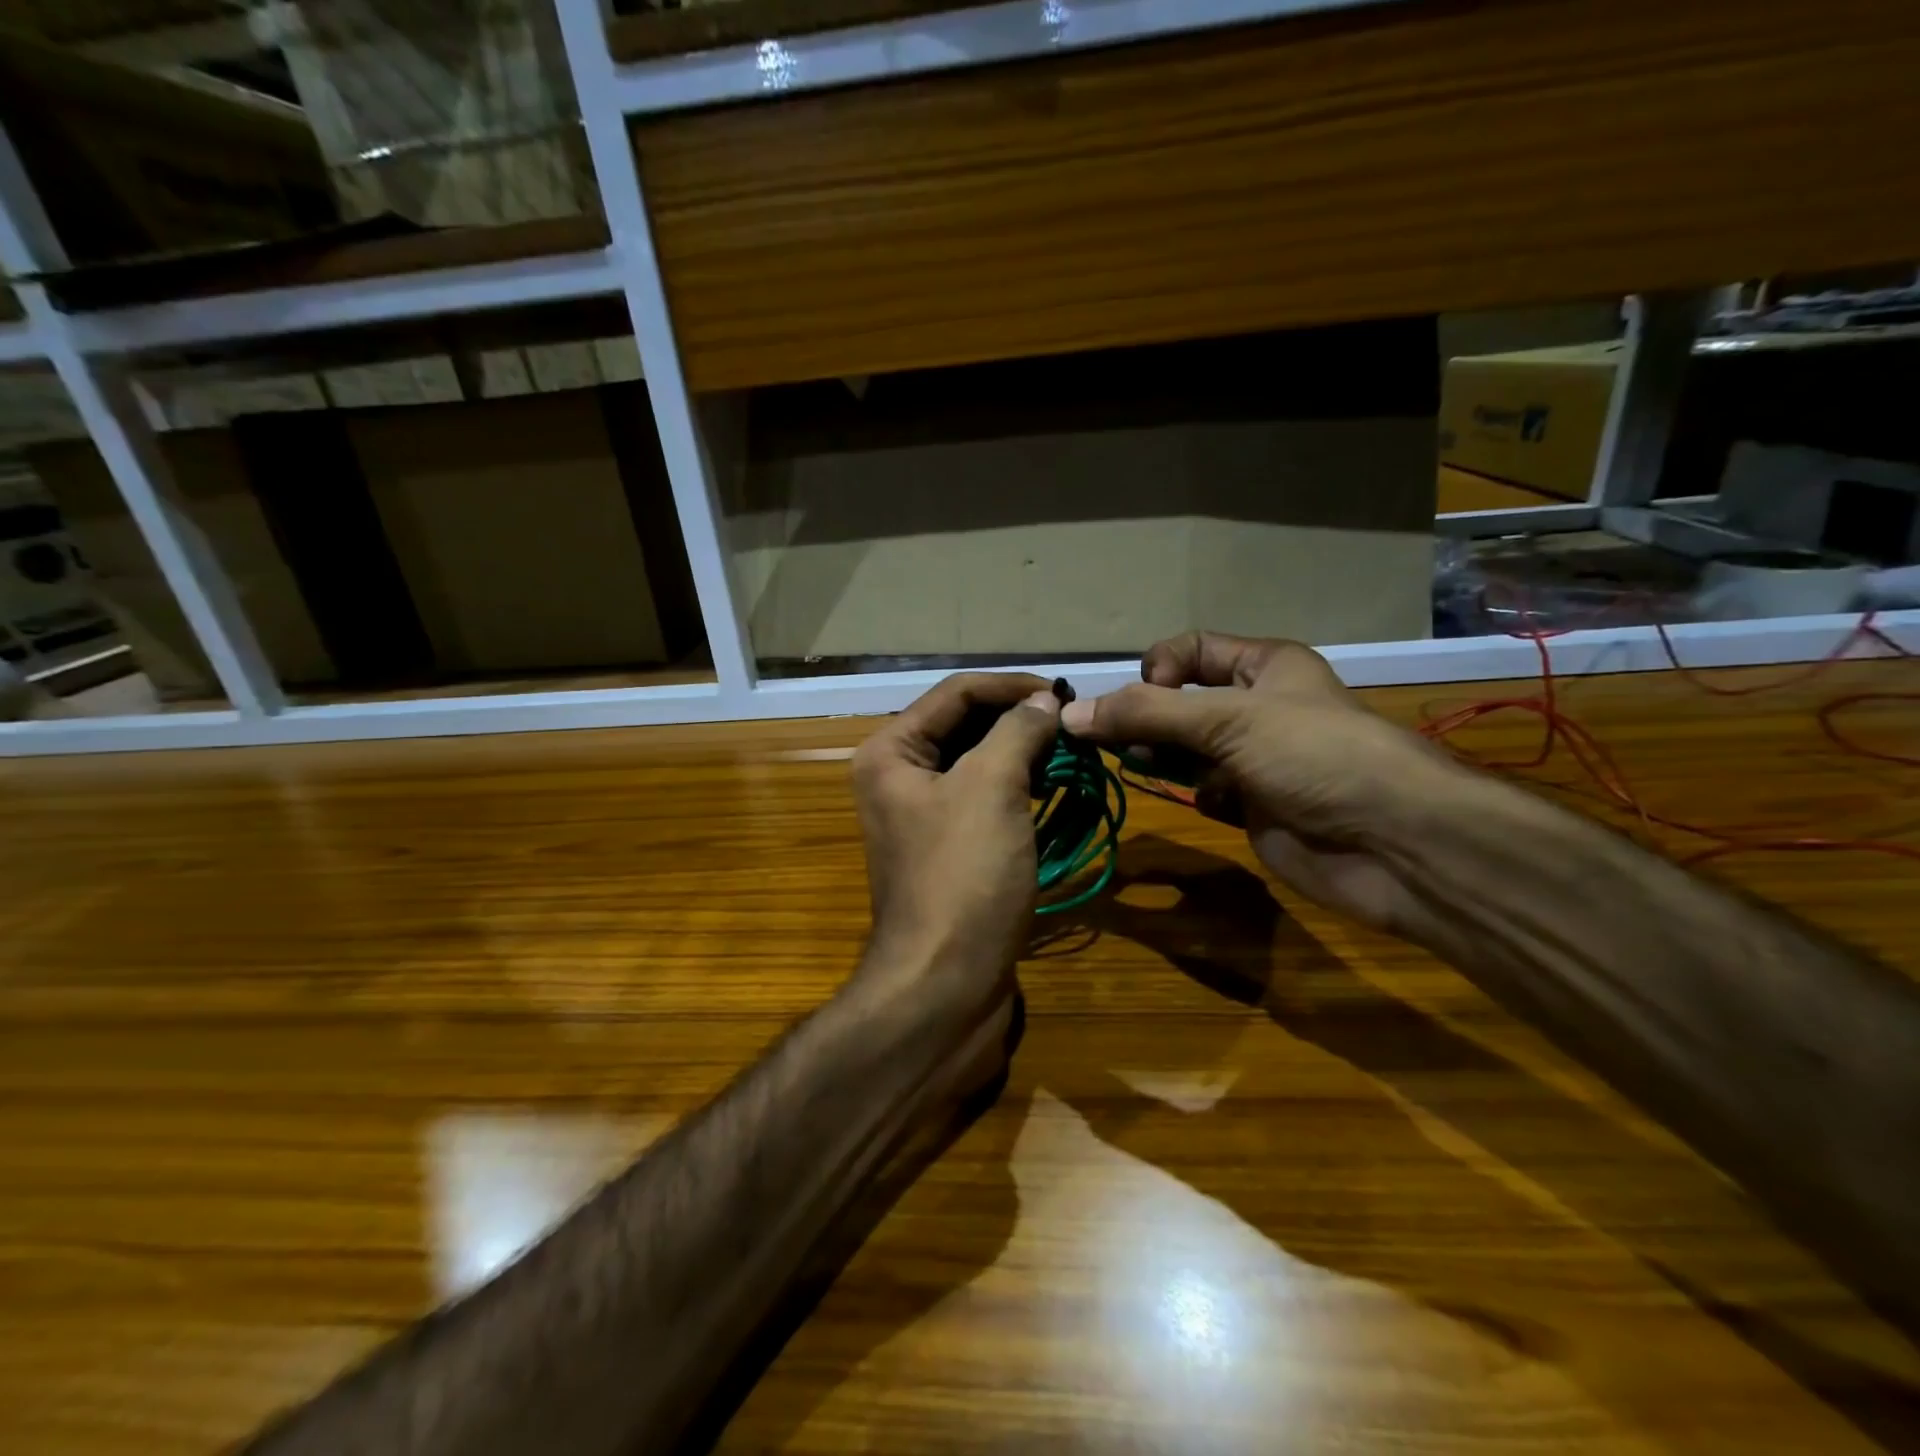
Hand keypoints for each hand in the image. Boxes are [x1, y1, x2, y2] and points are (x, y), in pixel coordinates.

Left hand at [851, 672, 1061, 1018]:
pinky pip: (985, 802)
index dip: (1012, 686)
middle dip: (1019, 720)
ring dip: (1023, 754)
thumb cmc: (964, 876)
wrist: (945, 985)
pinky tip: (1053, 790)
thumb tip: (1045, 703)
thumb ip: (1018, 731)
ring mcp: (924, 817)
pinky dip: (1019, 790)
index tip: (1066, 694)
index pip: (956, 693)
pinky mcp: (950, 851)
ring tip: (1071, 752)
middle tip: (1074, 723)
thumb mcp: (992, 787)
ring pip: (979, 764)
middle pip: (966, 726)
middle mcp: (899, 777)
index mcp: (891, 752)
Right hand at [1061, 631, 1469, 939]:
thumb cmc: (1313, 755)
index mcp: (1263, 667)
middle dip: (1147, 717)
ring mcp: (1256, 760)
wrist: (1393, 844)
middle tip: (1118, 741)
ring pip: (1189, 749)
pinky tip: (1202, 801)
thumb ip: (1145, 714)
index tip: (1139, 697)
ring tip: (1141, 766)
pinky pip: (1207, 791)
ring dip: (1162, 755)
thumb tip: (1069, 713)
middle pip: (1183, 702)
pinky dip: (1194, 793)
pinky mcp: (1255, 807)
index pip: (1191, 649)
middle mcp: (1258, 708)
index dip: (1158, 667)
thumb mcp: (1227, 719)